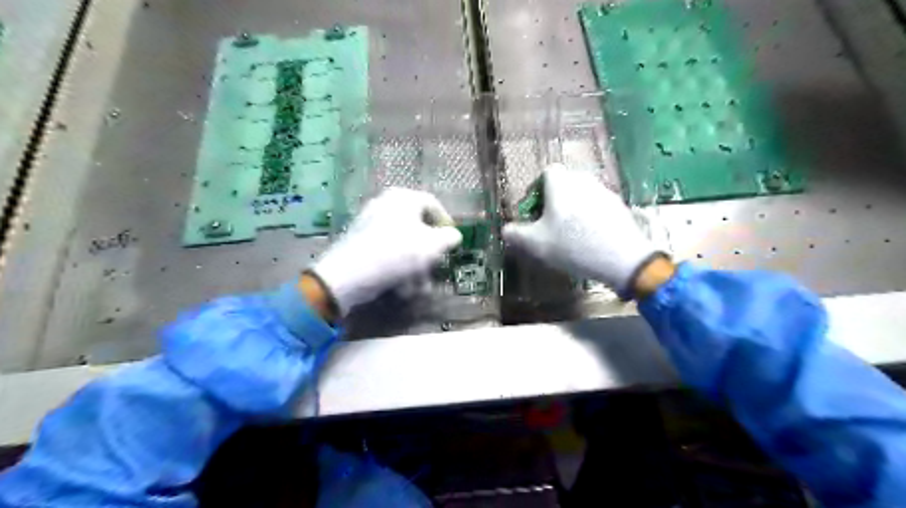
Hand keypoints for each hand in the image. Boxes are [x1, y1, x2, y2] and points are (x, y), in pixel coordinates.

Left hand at [317, 189, 461, 315]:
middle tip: (436, 265)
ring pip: (402, 240)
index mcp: (404, 197)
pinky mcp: (359, 240)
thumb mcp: (433, 245)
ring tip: (420, 285)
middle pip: (417, 224)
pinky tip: (401, 285)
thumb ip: (449, 237)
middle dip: (429, 249)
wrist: (349, 274)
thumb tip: (454, 235)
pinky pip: (386, 249)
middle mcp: (385, 203)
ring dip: (415, 263)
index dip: (446, 223)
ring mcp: (369, 221)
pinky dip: (397, 265)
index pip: (433, 204)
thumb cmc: (398, 253)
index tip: (452, 242)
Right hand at [503, 165, 662, 294]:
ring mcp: (604, 192)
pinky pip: (597, 205)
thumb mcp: (536, 244)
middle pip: (564, 183)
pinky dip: (589, 216)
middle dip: (554, 200)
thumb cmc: (572, 246)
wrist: (622, 259)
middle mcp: (583, 180)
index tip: (535, 211)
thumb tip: (505, 230)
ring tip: (570, 233)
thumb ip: (516, 234)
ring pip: (581, 194)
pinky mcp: (619, 206)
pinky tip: (590, 238)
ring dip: (572, 208)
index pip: (547, 172)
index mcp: (562, 184)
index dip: (537, 189)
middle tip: (549, 224)